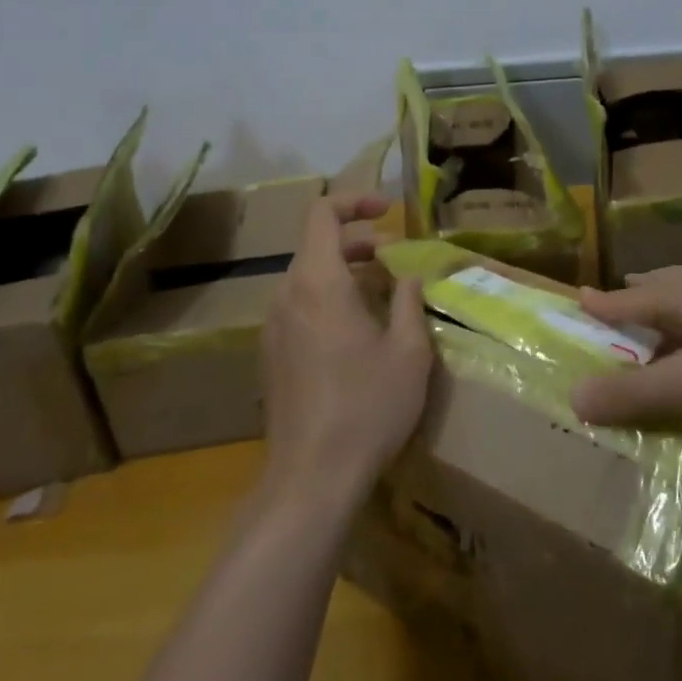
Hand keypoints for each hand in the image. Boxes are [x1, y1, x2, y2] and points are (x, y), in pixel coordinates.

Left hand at [260, 195, 431, 513]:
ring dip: (345, 271)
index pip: (323, 213)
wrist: (311, 479)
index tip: (389, 212)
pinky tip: (358, 331)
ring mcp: (273, 327)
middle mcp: (287, 295)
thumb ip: (410, 302)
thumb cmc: (367, 407)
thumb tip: (409, 276)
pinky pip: (300, 305)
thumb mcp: (409, 352)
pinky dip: (329, 298)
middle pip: (317, 244)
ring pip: (308, 276)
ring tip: (384, 294)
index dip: (355, 201)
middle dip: (359, 241)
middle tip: (396, 259)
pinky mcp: (271, 355)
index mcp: (318, 282)